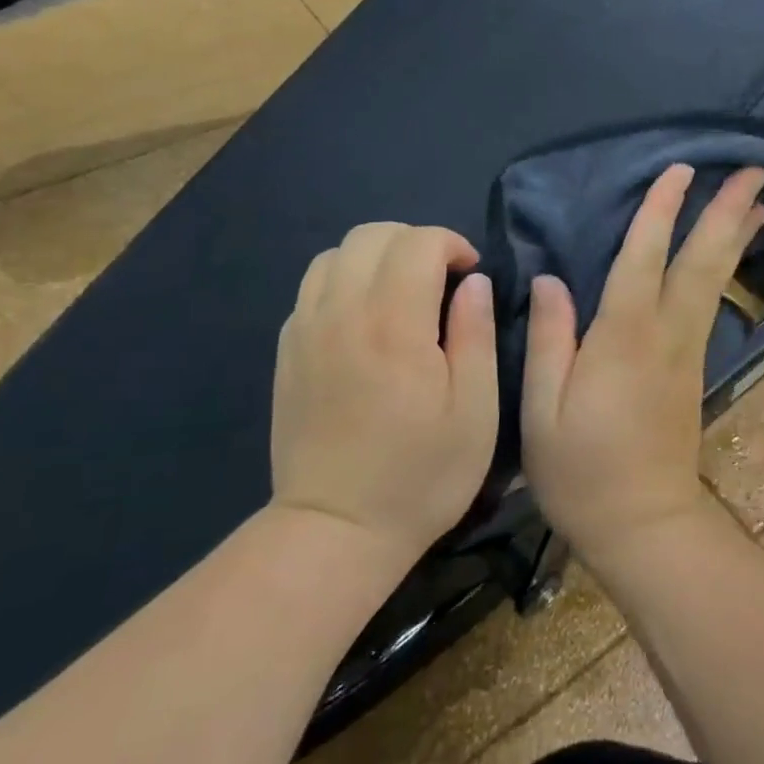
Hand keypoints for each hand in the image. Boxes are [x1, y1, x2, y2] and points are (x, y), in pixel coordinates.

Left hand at [270, 223, 496, 567]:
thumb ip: (476, 335)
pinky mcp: (287, 352)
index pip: (417, 243)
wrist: (337, 528)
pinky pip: (312, 288)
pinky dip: (345, 282)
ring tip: (402, 294)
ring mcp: (305, 331)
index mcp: (394, 325)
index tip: (471, 275)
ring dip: (376, 258)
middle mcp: (342, 314)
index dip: (451, 245)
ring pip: (334, 254)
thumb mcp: (476, 410)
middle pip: (371, 235)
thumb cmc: (422, 474)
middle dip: (414, 242)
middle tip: (441, 280)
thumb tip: (474, 283)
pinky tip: (366, 321)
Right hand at [521, 164, 763, 570]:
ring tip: (759, 200)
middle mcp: (666, 336)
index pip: (643, 260)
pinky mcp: (693, 369)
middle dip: (727, 213)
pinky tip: (728, 255)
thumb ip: (549, 341)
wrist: (645, 526)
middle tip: (755, 170)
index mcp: (624, 340)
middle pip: (702, 262)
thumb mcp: (543, 411)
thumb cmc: (583, 472)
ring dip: (736, 236)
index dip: (660, 212)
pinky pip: (712, 302)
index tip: (679, 170)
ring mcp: (687, 352)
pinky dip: (724, 268)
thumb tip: (551, 281)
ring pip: (716, 280)